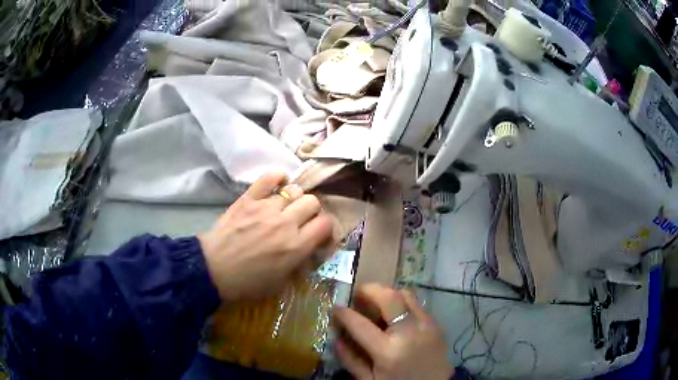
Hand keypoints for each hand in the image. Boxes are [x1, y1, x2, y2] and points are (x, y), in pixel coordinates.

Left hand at [198, 172, 332, 301]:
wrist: (213, 270)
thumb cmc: (247, 283)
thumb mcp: (281, 282)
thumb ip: (300, 262)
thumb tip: (309, 247)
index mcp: (296, 246)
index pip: (326, 223)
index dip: (326, 228)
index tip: (319, 234)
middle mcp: (285, 223)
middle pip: (313, 202)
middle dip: (312, 211)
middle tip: (302, 221)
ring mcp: (265, 208)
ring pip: (294, 189)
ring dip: (295, 199)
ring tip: (286, 207)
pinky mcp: (248, 199)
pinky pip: (269, 178)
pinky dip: (277, 178)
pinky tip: (277, 186)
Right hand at [333, 284, 453, 379]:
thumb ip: (350, 359)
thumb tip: (336, 337)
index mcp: (388, 351)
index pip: (361, 325)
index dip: (344, 313)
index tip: (336, 307)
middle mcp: (410, 332)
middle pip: (389, 298)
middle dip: (369, 289)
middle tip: (358, 293)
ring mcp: (427, 325)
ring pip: (406, 295)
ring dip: (388, 294)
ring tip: (377, 302)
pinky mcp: (436, 324)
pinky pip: (417, 304)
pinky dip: (402, 303)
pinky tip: (395, 314)